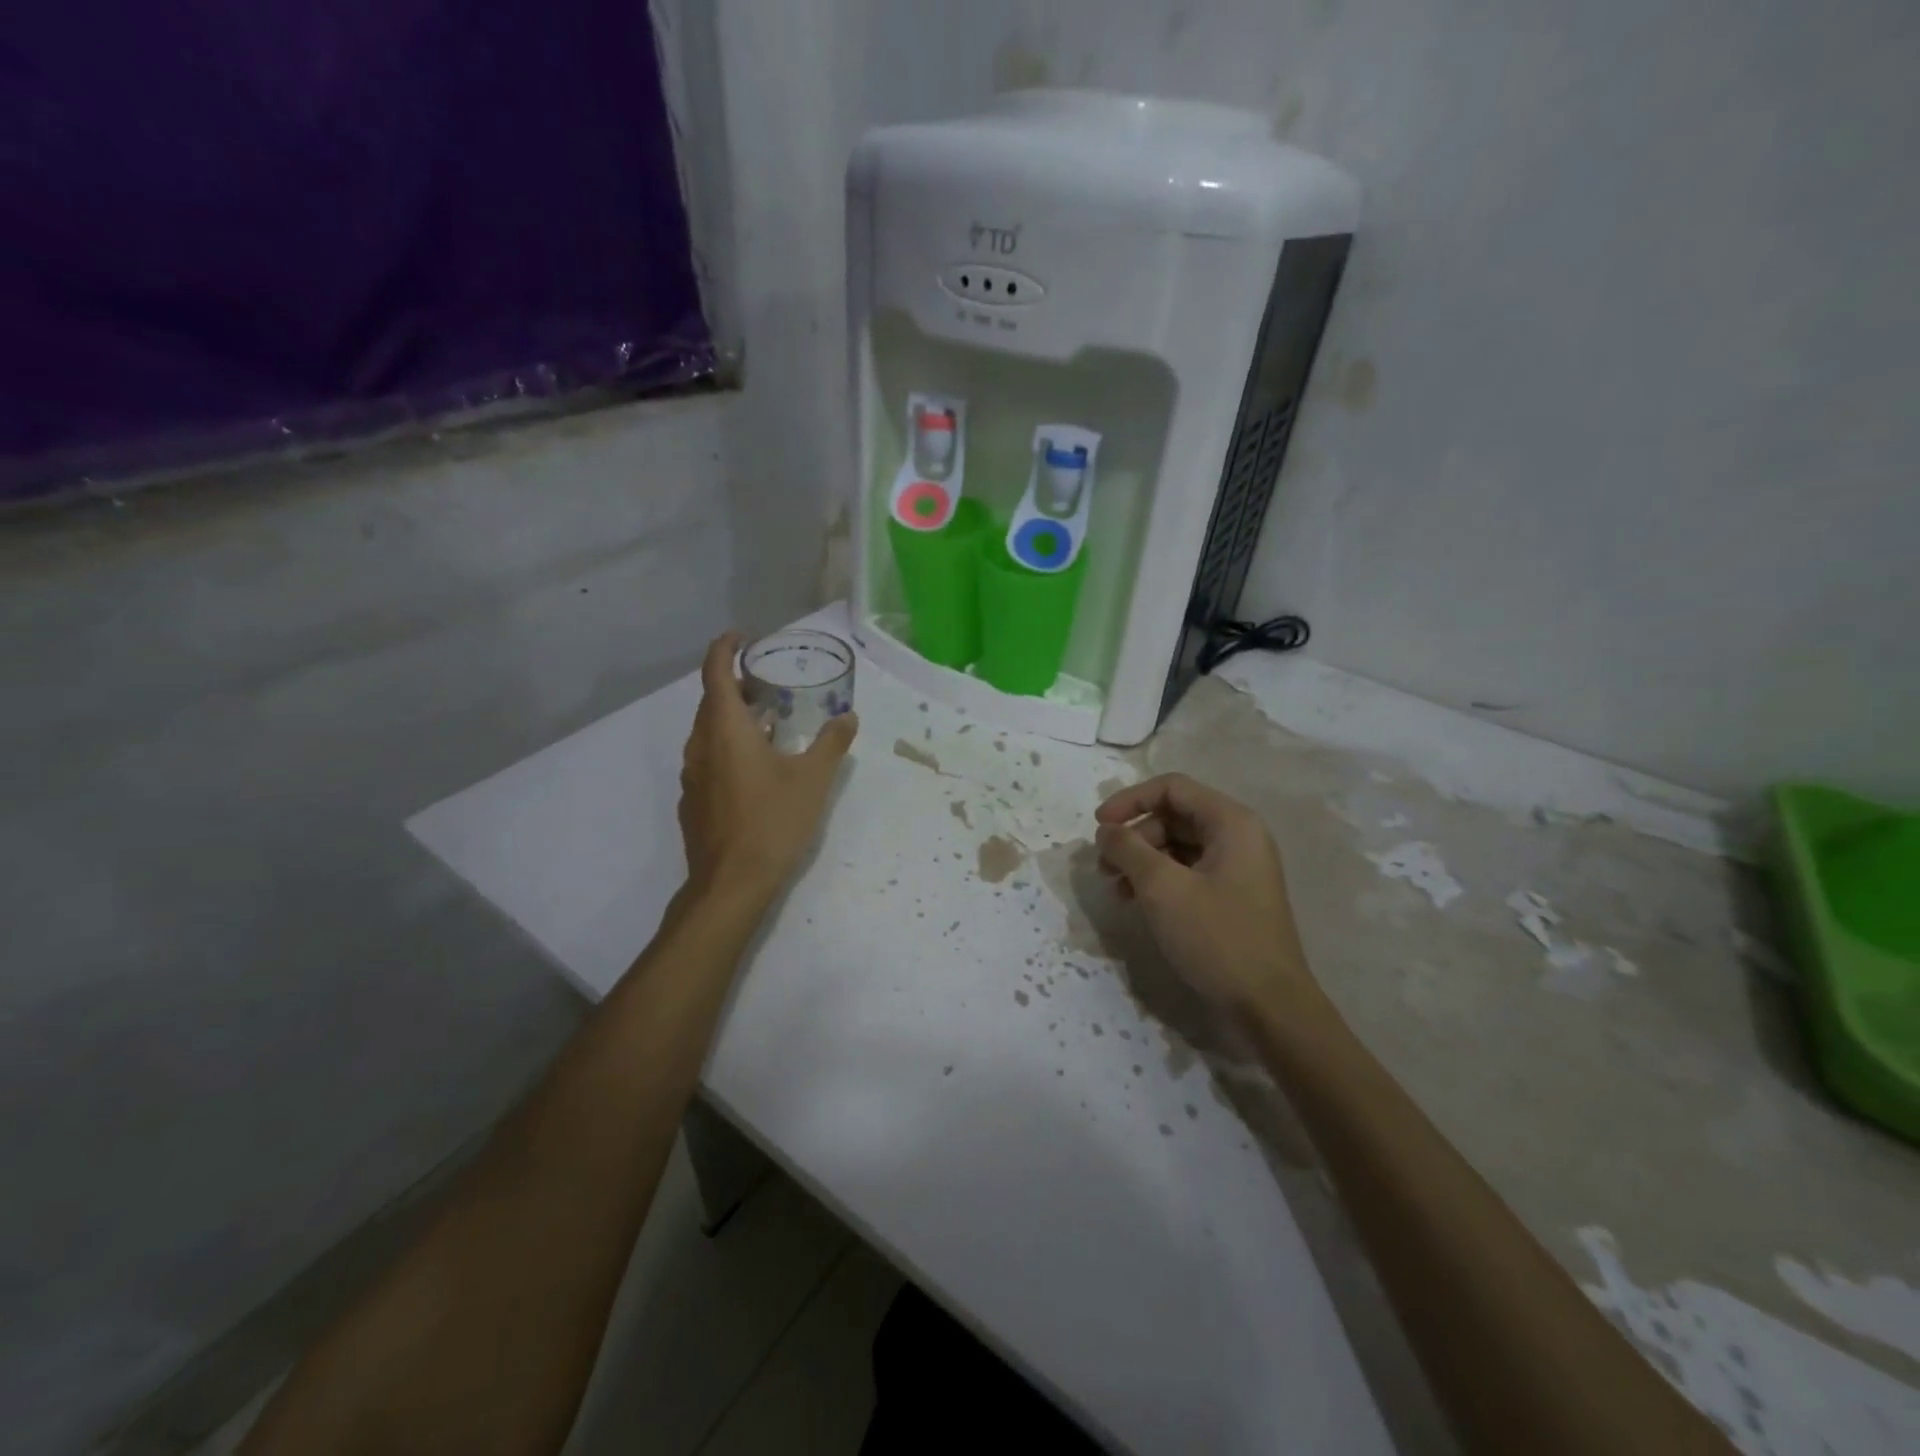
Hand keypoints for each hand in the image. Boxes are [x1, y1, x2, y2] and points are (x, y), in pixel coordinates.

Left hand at [679, 633, 857, 899]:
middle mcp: (701, 745)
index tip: (742, 636)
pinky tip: (756, 766)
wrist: (731, 884)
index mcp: (725, 730)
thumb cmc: (772, 822)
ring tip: (768, 722)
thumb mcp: (813, 780)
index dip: (725, 648)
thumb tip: (849, 717)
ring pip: (708, 731)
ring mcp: (693, 775)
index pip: (715, 672)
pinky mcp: (694, 800)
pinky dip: (728, 746)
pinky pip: (708, 757)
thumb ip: (832, 743)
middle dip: (735, 685)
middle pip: (711, 701)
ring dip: (733, 718)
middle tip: (768, 684)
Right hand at [1094, 773, 1317, 1019]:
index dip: (1130, 800)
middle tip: (1104, 867)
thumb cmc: (1217, 937)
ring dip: (1142, 860)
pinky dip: (1159, 881)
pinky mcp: (1232, 897)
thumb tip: (1107, 830)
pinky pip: (1188, 872)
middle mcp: (1239, 837)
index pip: (1172, 788)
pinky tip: (1137, 903)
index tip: (1099, 826)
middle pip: (1174, 816)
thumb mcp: (1162, 888)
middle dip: (1134, 836)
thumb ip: (1128, 849)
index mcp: (1232, 822)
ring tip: (1116, 889)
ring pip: (1178, 846)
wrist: (1269, 1007)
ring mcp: (1238, 869)